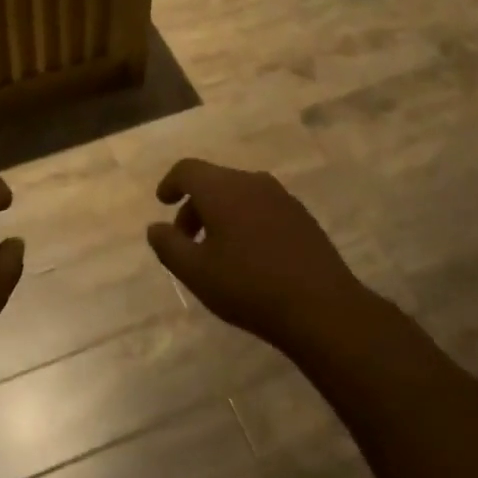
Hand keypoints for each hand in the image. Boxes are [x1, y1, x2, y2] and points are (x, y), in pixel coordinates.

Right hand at [148, 158, 368, 352]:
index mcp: (222, 189)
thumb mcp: (196, 272)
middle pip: (213, 181)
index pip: (188, 170)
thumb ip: (169, 246)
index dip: (171, 183)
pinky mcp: (301, 216)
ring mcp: (281, 197)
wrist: (322, 308)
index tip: (163, 203)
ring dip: (220, 214)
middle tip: (186, 240)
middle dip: (194, 206)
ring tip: (216, 251)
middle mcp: (252, 182)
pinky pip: (261, 207)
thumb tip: (155, 227)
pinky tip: (249, 256)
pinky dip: (244, 220)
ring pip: (238, 194)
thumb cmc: (249, 287)